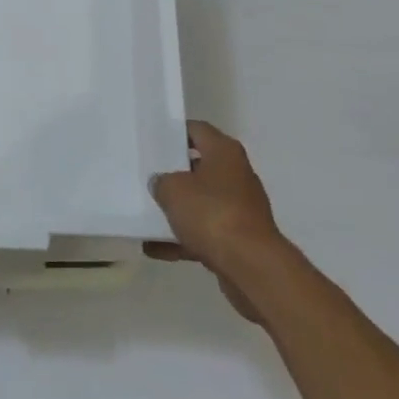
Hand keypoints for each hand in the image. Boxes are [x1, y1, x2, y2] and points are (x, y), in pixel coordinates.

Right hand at [147, 120, 289, 322]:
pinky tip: (156, 249)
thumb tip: (161, 183)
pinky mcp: (239, 239)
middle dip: (174, 174)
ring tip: (146, 215)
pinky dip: (184, 239)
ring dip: (178, 210)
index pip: (196, 130)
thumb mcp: (174, 190)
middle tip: (147, 176)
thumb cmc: (213, 214)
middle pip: (199, 167)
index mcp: (224, 151)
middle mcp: (236, 174)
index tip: (153, 142)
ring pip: (202, 202)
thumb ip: (162, 182)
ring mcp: (239, 208)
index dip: (174, 133)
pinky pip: (205, 232)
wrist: (252, 268)